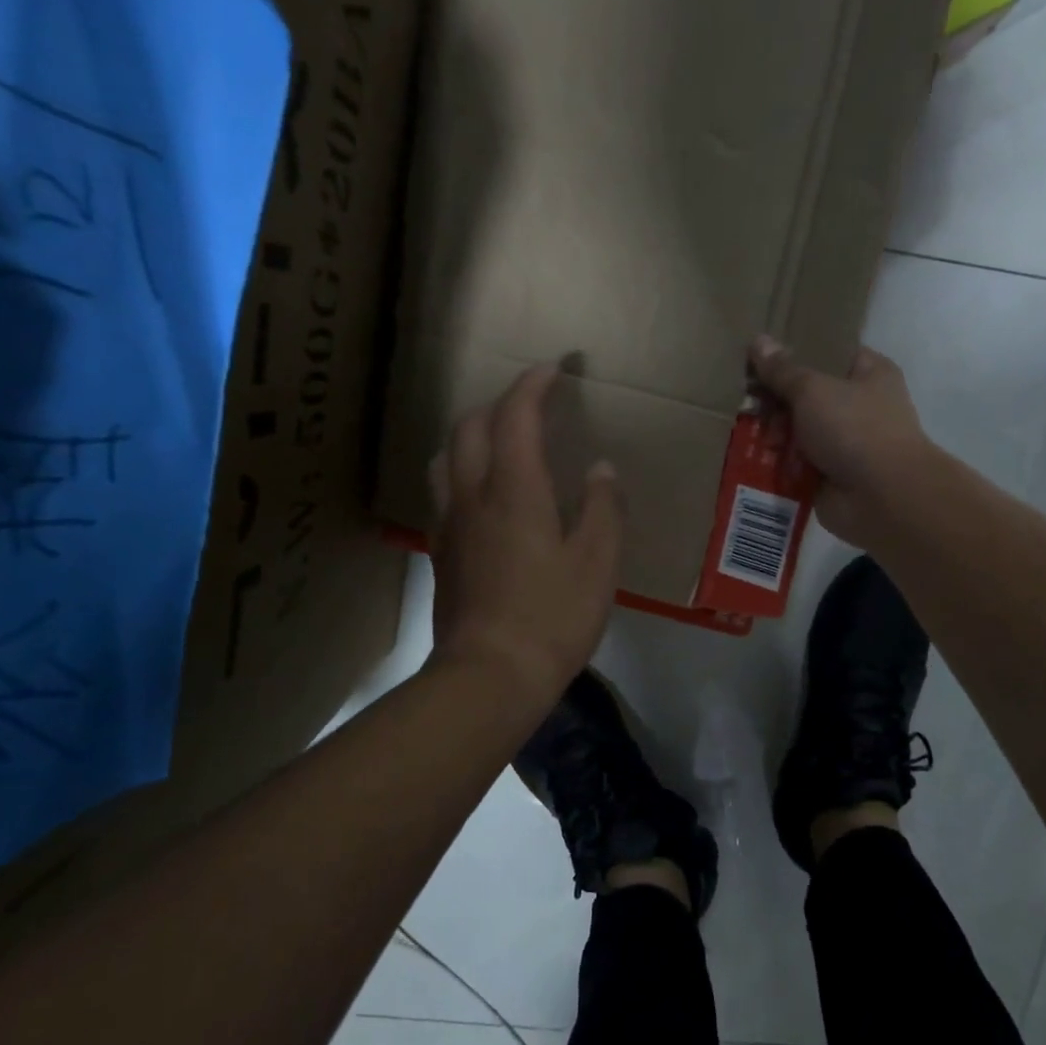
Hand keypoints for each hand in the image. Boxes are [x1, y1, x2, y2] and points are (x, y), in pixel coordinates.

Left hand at [428, 364, 620, 711]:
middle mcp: (473, 496)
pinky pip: (445, 491)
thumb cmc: (553, 617)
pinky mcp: (441, 553)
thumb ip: (603, 508)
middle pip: (471, 427)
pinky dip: (463, 471)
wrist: (490, 675)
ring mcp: (450, 525)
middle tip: (532, 405)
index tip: (554, 369)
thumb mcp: (597, 562)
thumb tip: (601, 469)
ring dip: (472, 434)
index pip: (516, 416)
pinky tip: (484, 495)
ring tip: (500, 442)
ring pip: (447, 457)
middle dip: (500, 403)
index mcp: (515, 490)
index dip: (533, 384)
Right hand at [749, 335, 934, 546]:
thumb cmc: (854, 429)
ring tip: (748, 432)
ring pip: (798, 431)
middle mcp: (859, 406)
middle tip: (747, 400)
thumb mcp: (812, 390)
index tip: (759, 354)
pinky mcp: (829, 475)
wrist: (881, 498)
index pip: (829, 352)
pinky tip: (751, 458)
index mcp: (869, 373)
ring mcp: (844, 443)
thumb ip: (782, 370)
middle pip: (807, 394)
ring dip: (775, 433)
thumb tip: (758, 341)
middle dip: (776, 400)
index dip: (795, 351)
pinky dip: (778, 463)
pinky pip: (795, 463)